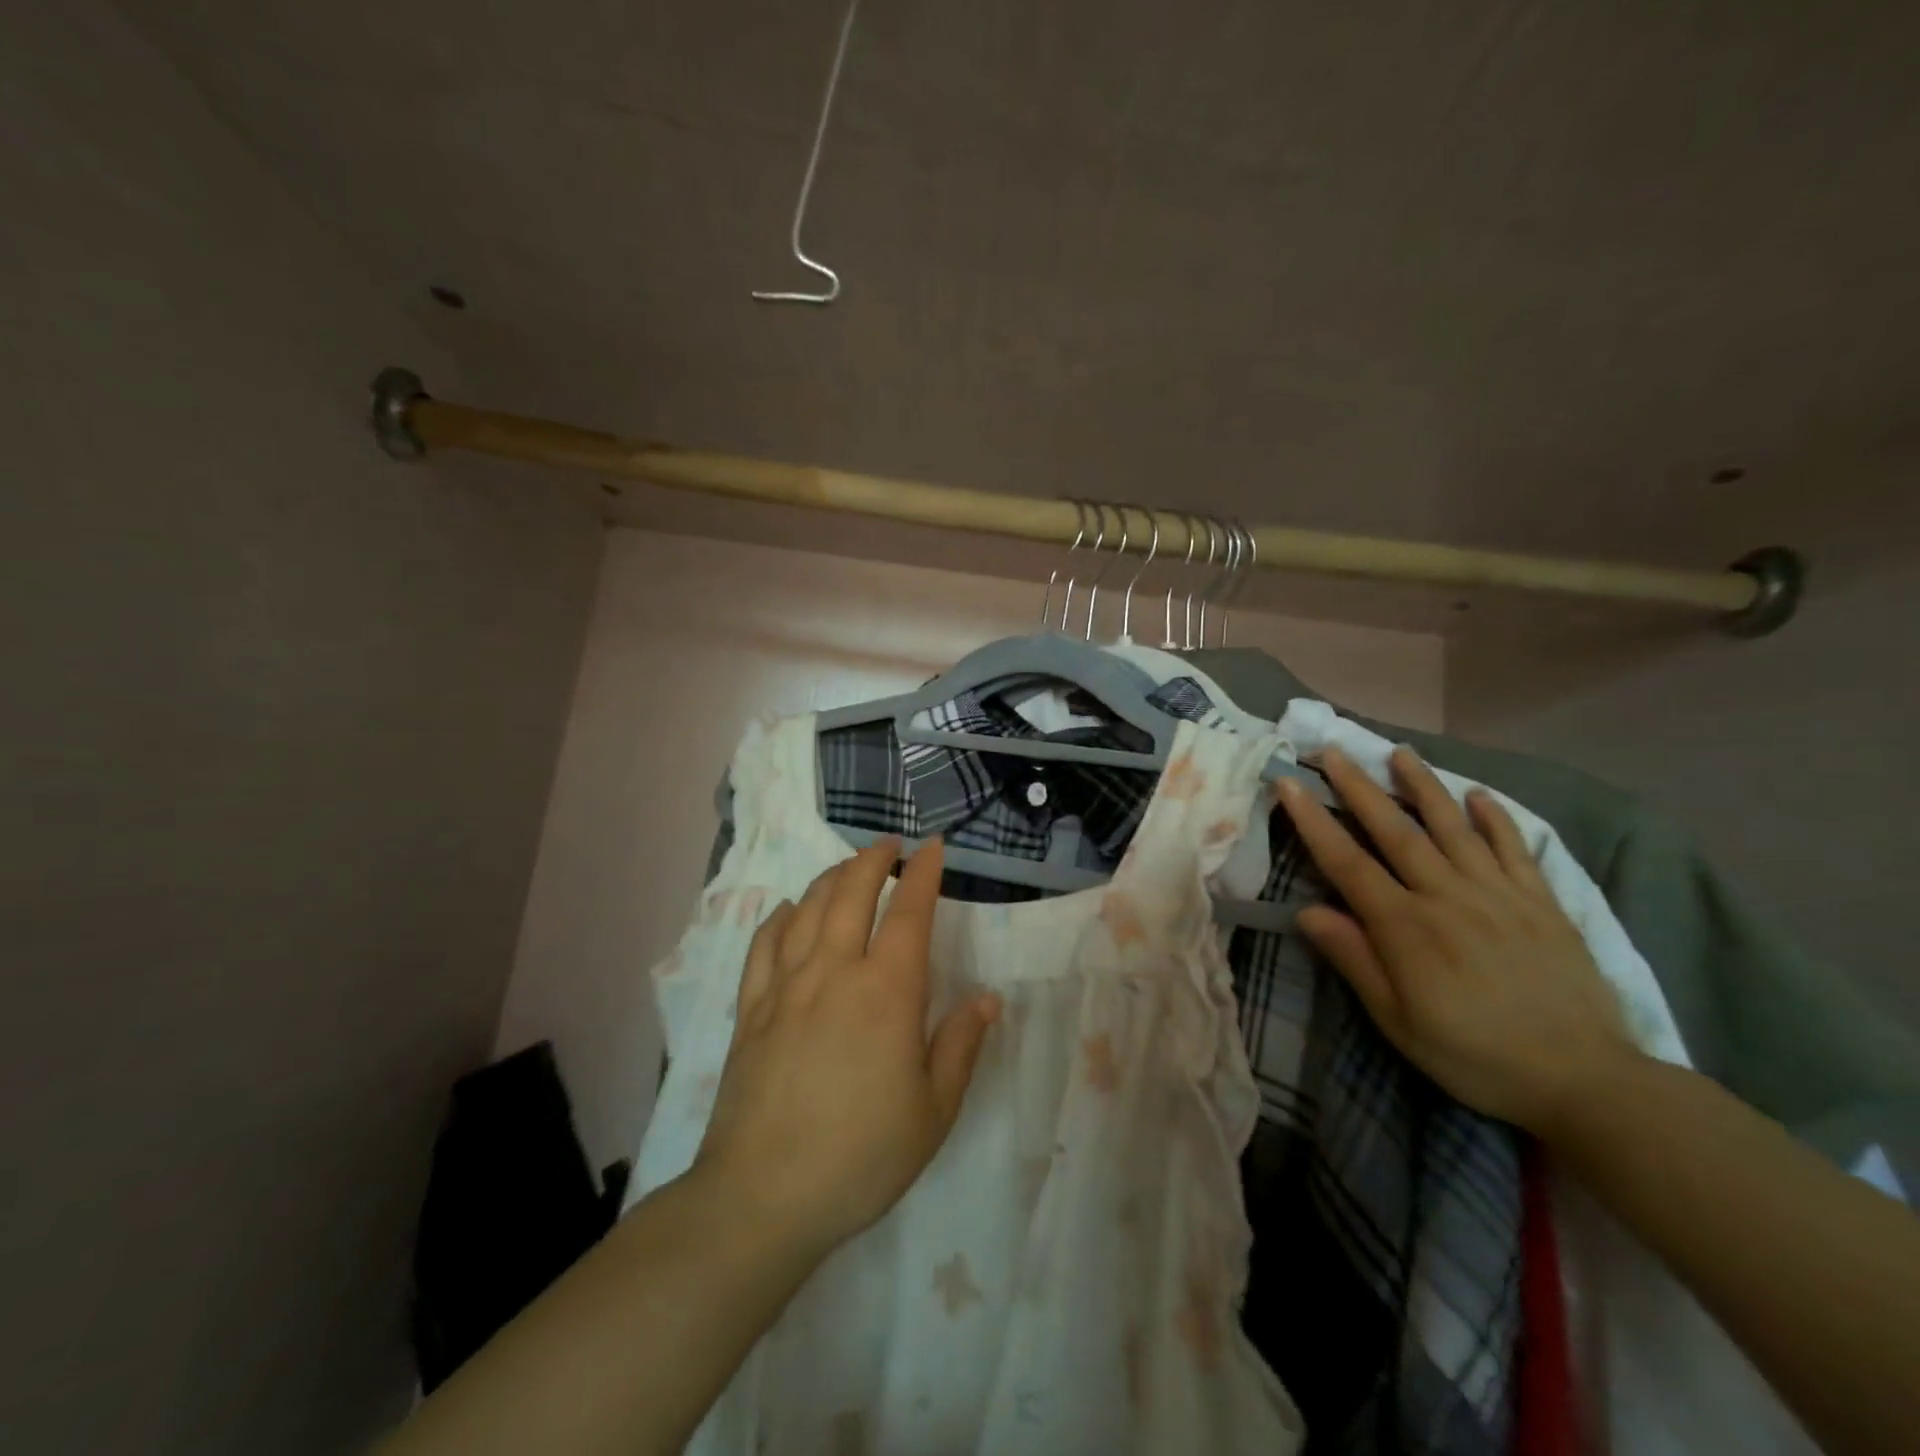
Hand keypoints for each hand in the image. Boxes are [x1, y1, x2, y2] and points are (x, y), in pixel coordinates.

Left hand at [693, 838, 1000, 1258]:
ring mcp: (786, 986)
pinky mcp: (751, 1009)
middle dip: (873, 859)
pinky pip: (764, 944)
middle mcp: (834, 972)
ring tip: (848, 867)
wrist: (763, 1196)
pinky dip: (781, 916)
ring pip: (809, 909)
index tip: (933, 846)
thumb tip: (986, 999)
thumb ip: (960, 1046)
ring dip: (832, 878)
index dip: (924, 873)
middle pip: (852, 893)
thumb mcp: (933, 1111)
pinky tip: (790, 910)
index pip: (910, 912)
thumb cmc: (861, 1155)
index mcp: (886, 992)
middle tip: (888, 845)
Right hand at [1276, 746, 1637, 1135]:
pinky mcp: (1541, 902)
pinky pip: (1514, 849)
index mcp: (1406, 927)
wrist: (1585, 1081)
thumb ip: (1354, 960)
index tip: (1290, 784)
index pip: (1347, 862)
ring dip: (1423, 786)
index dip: (1313, 821)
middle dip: (1358, 788)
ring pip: (1453, 827)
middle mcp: (1447, 896)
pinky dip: (1496, 819)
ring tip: (1399, 752)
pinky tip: (1479, 796)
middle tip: (1333, 751)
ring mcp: (1498, 894)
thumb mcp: (1398, 1021)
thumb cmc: (1475, 1055)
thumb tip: (1307, 911)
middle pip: (1395, 831)